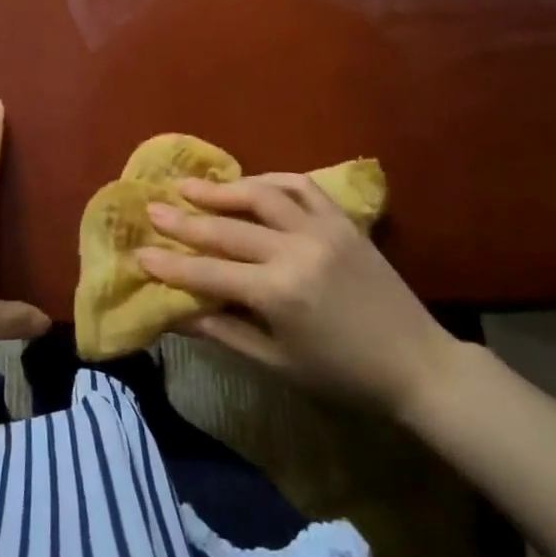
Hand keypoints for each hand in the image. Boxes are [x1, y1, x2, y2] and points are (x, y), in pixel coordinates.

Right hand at [137, 174, 463, 421]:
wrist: (416, 364)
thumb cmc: (342, 375)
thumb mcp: (277, 364)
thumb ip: (225, 332)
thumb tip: (177, 314)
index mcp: (279, 293)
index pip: (209, 273)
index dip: (171, 264)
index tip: (139, 252)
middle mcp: (296, 251)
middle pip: (228, 228)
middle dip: (185, 218)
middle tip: (153, 206)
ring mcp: (323, 229)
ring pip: (262, 195)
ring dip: (223, 189)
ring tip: (192, 185)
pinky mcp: (343, 220)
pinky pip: (302, 186)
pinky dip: (271, 181)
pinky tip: (250, 184)